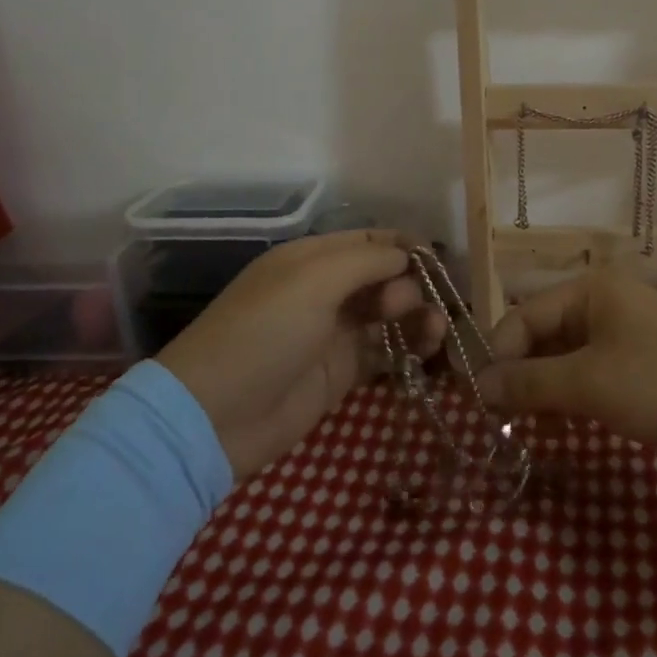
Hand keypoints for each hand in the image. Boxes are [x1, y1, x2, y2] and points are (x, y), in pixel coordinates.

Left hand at [157, 230, 442, 482]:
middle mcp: (325, 290)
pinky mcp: (341, 372)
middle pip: (383, 277)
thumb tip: (406, 256)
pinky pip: (385, 352)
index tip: (438, 258)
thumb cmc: (264, 332)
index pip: (368, 240)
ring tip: (436, 328)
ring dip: (417, 316)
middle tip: (414, 305)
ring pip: (389, 315)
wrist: (217, 415)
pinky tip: (429, 350)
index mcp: (311, 258)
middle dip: (410, 284)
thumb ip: (366, 261)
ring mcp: (334, 333)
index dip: (403, 246)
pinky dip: (409, 348)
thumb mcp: (313, 281)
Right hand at [478, 273, 656, 465]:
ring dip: (543, 391)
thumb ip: (531, 383)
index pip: (522, 317)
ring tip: (525, 430)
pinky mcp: (641, 364)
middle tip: (500, 422)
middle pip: (542, 336)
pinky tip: (560, 427)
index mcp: (588, 292)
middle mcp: (602, 304)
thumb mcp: (591, 383)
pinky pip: (591, 375)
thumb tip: (480, 386)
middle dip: (519, 376)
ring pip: (565, 359)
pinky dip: (571, 397)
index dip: (497, 356)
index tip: (479, 401)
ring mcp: (624, 334)